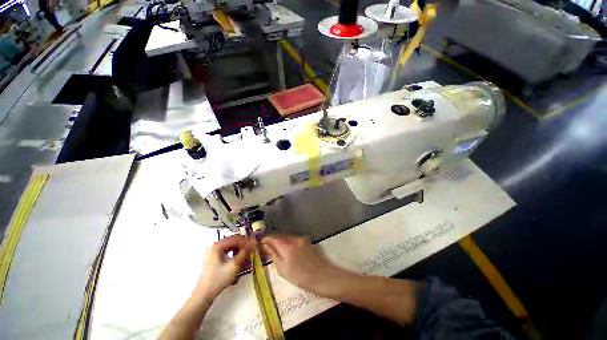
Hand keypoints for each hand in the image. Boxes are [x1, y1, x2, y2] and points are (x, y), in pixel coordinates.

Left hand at [194, 235, 255, 298]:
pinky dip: (235, 253)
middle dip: (244, 244)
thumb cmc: (218, 279)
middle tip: (252, 249)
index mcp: (218, 245)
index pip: (236, 238)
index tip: (255, 244)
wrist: (204, 294)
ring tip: (247, 254)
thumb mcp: (234, 265)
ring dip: (240, 249)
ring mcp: (213, 252)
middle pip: (233, 241)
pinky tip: (239, 258)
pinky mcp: (214, 258)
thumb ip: (245, 253)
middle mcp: (215, 246)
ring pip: (231, 246)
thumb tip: (253, 243)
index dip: (247, 240)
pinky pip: (227, 251)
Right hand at [262, 235, 348, 296]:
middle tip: (265, 248)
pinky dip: (287, 242)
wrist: (322, 277)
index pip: (272, 238)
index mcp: (287, 246)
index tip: (258, 243)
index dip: (265, 239)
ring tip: (274, 250)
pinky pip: (293, 239)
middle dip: (272, 240)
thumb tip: (264, 246)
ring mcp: (301, 239)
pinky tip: (285, 250)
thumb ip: (273, 254)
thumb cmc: (300, 277)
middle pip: (279, 236)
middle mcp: (294, 239)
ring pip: (286, 237)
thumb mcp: (282, 269)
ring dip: (279, 241)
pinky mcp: (306, 241)